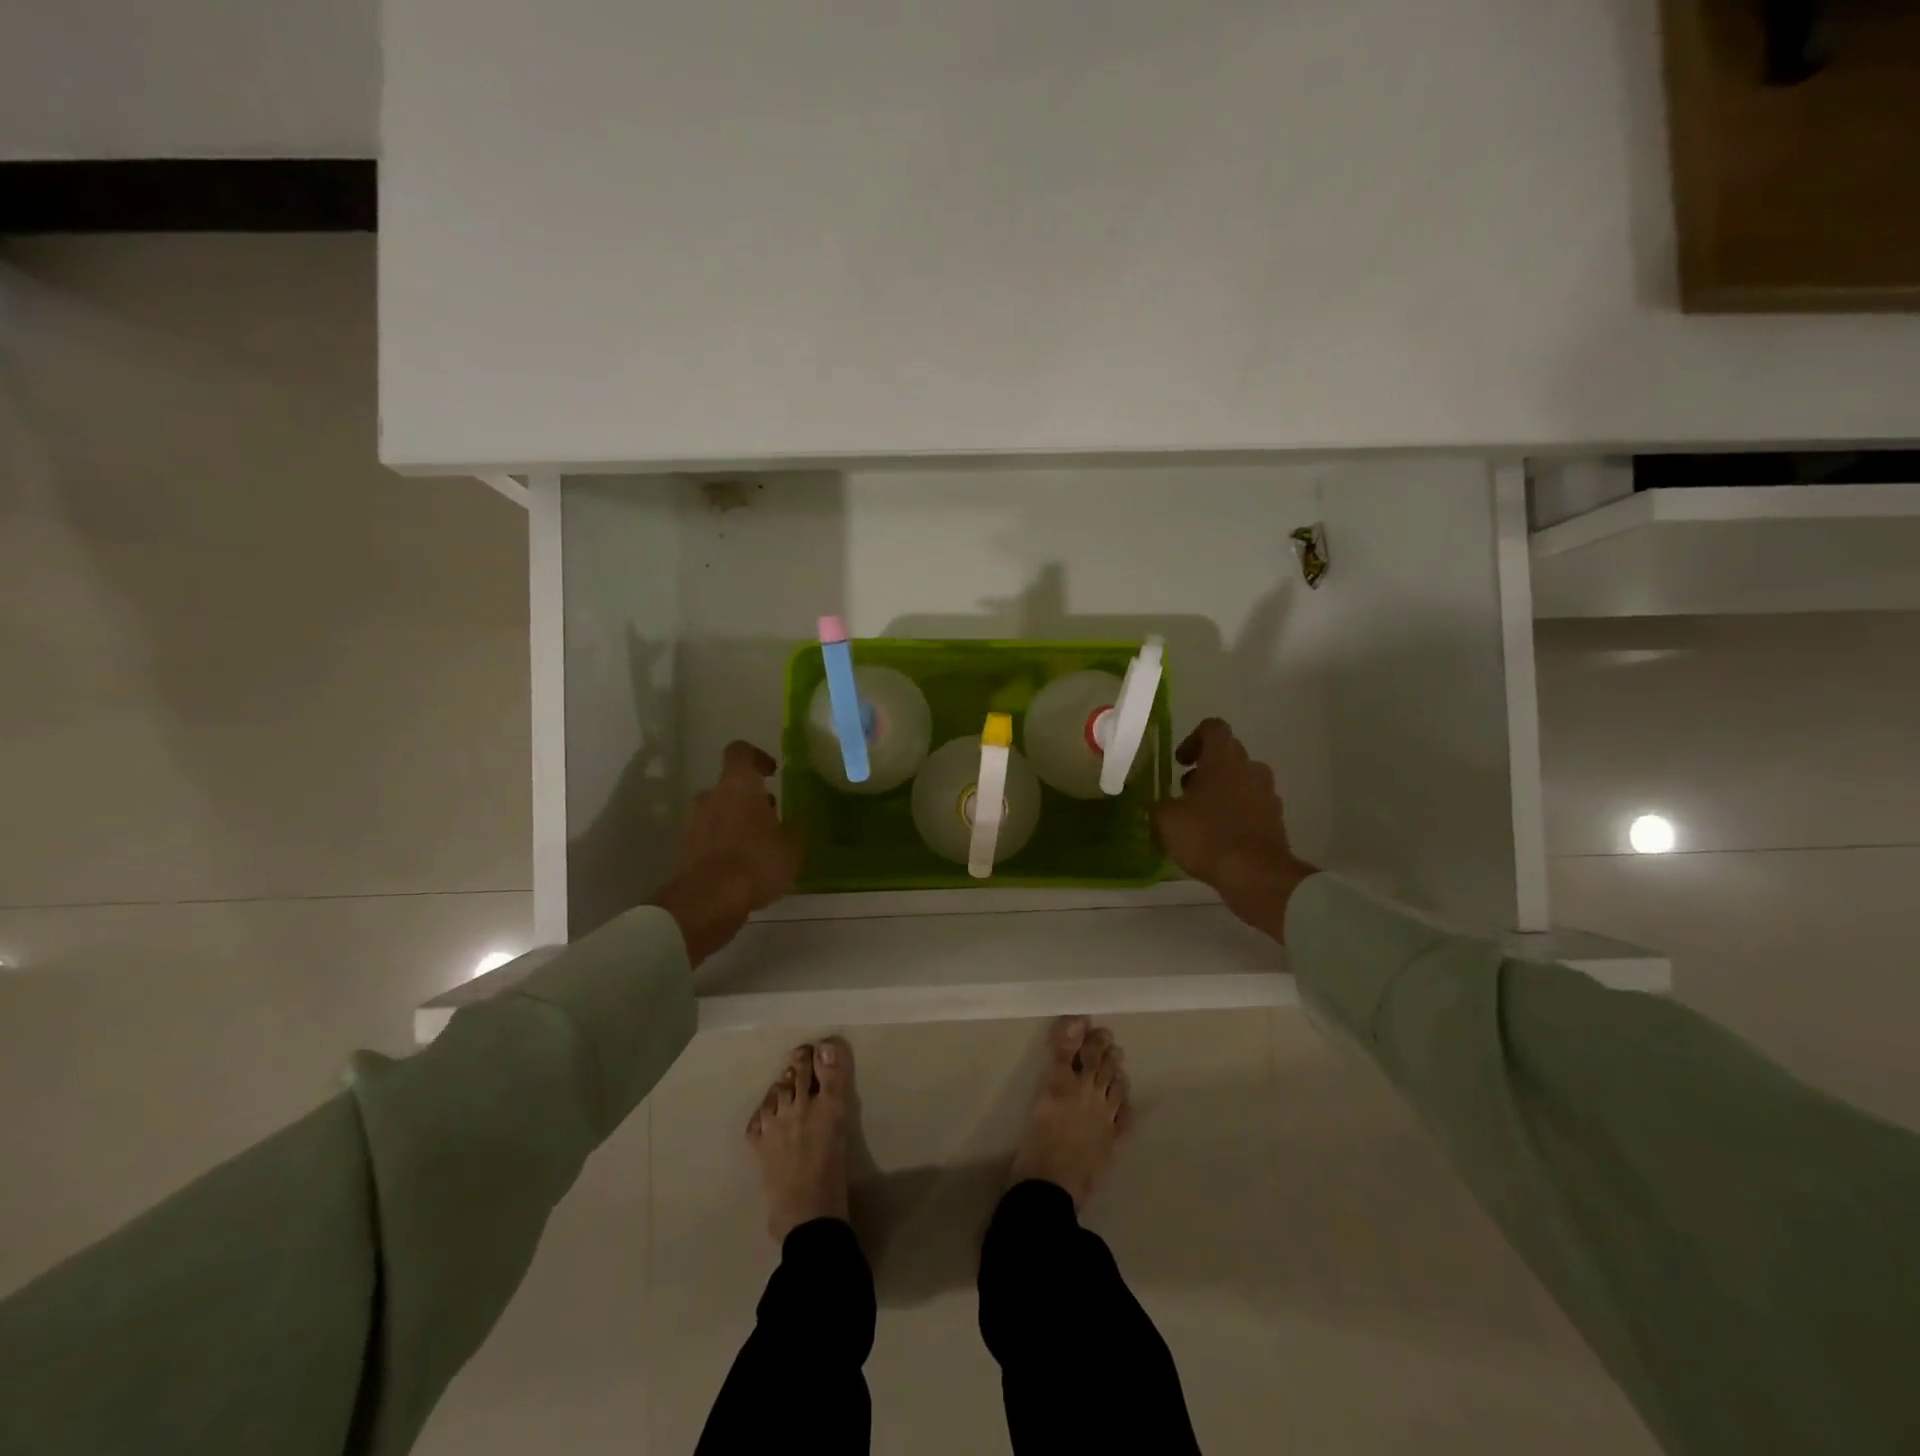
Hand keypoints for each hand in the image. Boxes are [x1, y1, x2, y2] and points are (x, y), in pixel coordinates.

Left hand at [652, 741, 803, 965]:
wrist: (709, 901)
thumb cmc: (757, 861)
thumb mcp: (793, 845)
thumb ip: (797, 825)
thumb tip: (799, 814)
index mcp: (738, 785)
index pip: (740, 752)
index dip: (757, 757)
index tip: (772, 772)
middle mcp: (712, 797)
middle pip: (730, 787)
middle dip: (750, 799)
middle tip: (773, 819)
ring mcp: (695, 824)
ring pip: (719, 813)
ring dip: (737, 823)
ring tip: (760, 848)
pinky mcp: (686, 851)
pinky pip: (710, 839)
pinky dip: (725, 846)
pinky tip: (744, 869)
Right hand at [1150, 718, 1315, 942]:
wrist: (1256, 875)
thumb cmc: (1207, 836)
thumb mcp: (1166, 820)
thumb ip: (1161, 806)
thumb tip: (1163, 807)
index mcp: (1224, 759)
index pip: (1213, 728)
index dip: (1193, 739)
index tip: (1180, 762)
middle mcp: (1250, 769)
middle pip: (1228, 756)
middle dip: (1206, 770)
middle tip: (1184, 792)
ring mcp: (1268, 796)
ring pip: (1242, 783)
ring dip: (1222, 793)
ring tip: (1199, 819)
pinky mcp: (1276, 822)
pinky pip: (1252, 809)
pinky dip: (1236, 816)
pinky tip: (1217, 839)